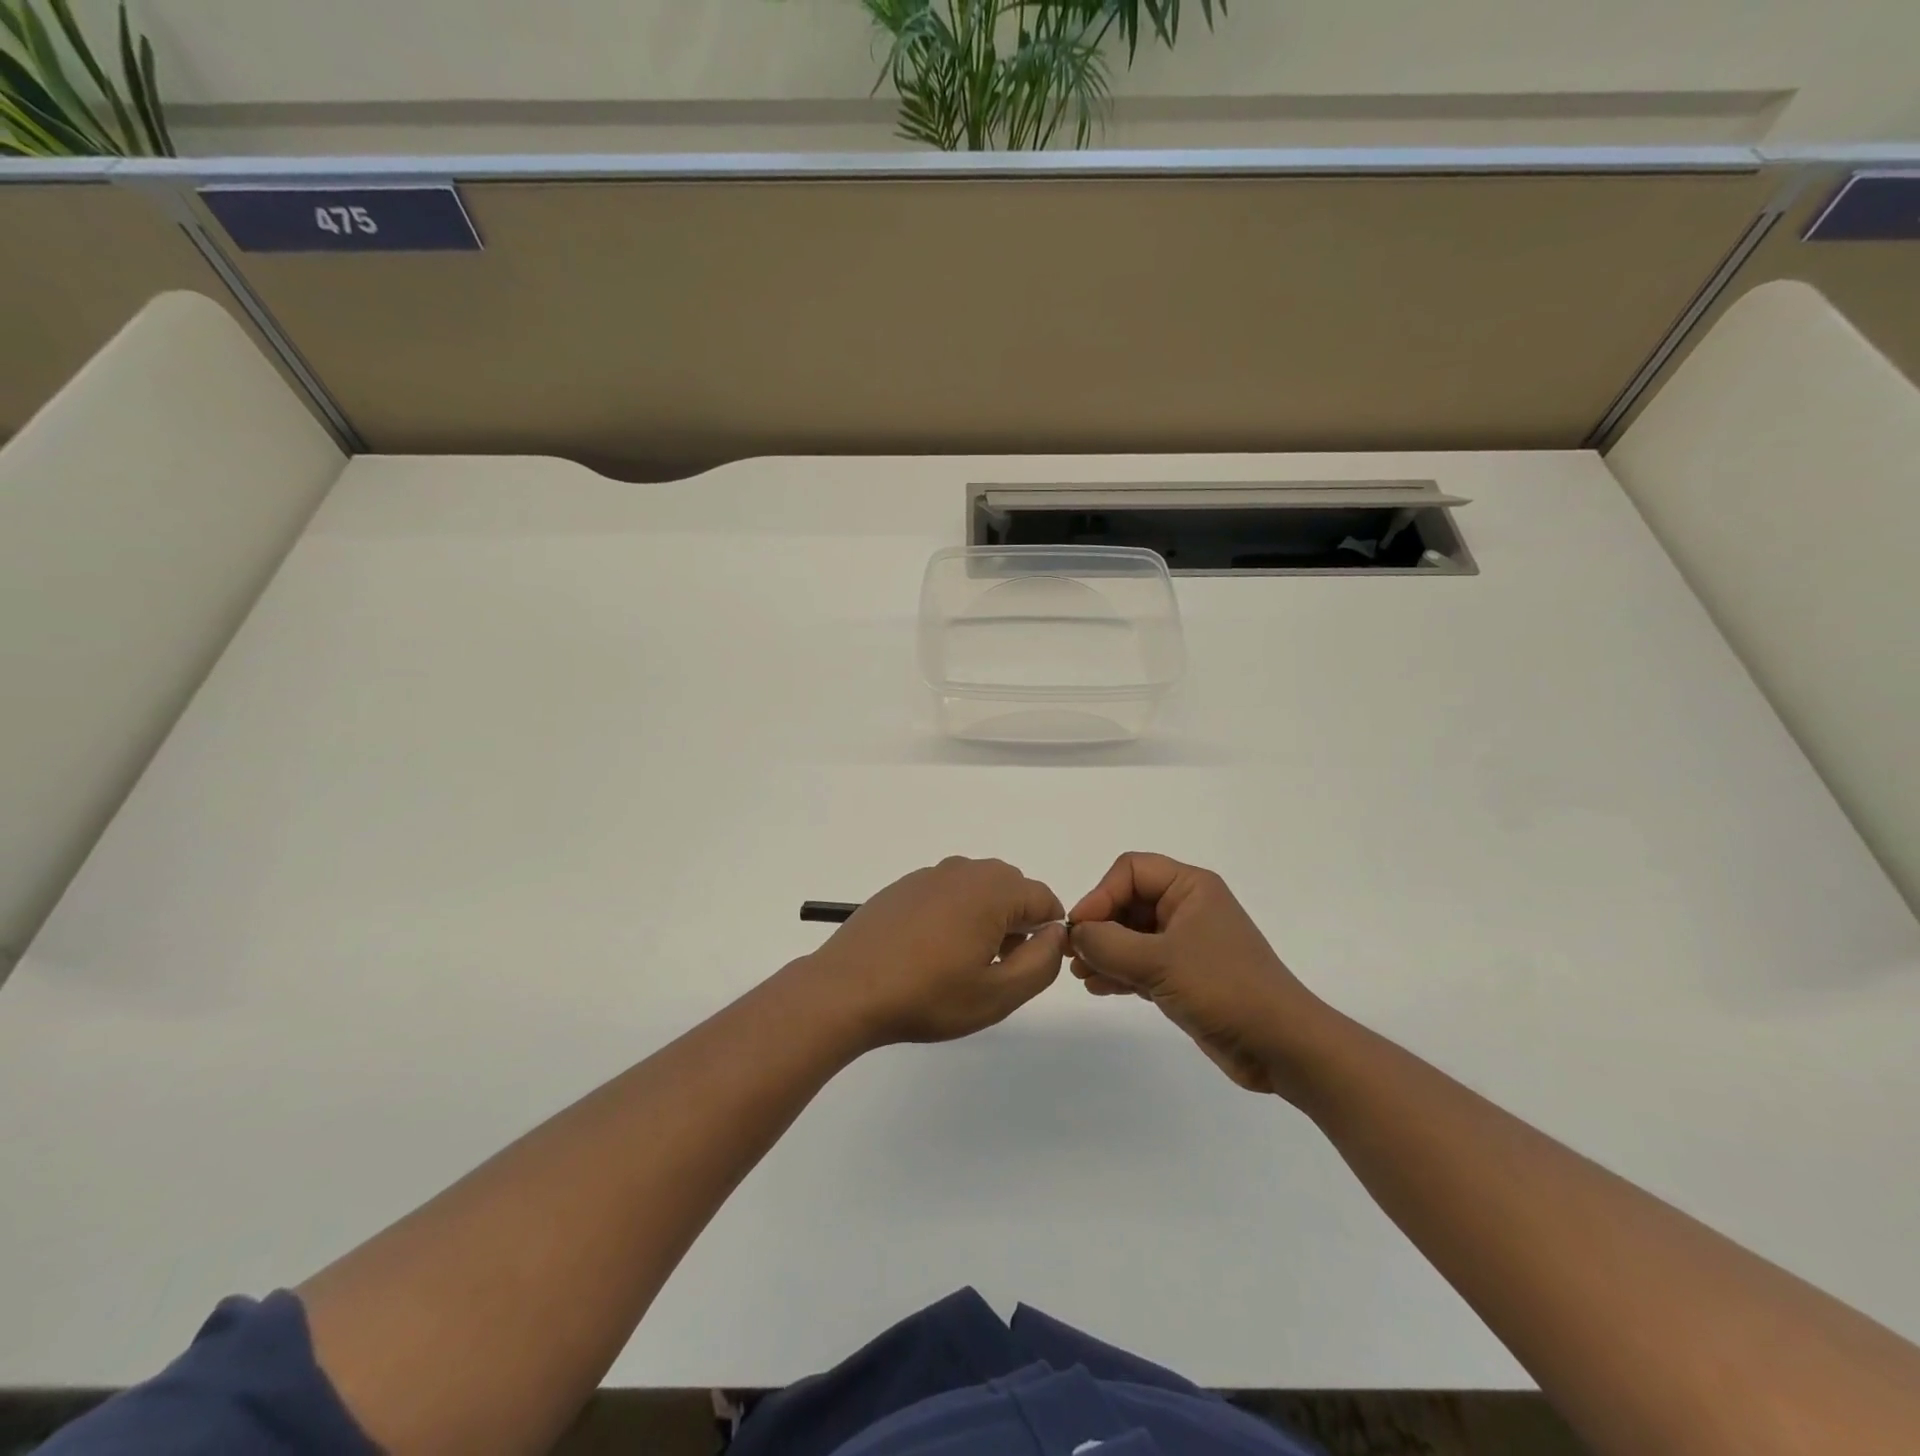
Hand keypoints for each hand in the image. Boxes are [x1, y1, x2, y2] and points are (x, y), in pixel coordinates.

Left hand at [804, 857, 1067, 1048]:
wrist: (846, 989)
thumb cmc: (927, 995)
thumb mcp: (998, 994)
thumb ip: (1042, 961)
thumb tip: (1055, 933)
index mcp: (992, 890)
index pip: (1044, 899)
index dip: (1048, 934)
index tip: (1028, 968)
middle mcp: (963, 870)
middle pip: (1011, 889)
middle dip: (1016, 923)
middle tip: (996, 968)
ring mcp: (929, 875)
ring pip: (977, 889)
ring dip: (985, 918)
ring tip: (963, 963)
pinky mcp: (903, 887)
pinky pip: (946, 893)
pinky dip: (953, 914)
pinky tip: (931, 952)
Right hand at [1069, 853, 1324, 1095]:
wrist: (1282, 1046)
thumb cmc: (1224, 988)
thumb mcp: (1159, 962)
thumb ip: (1108, 944)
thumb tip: (1075, 934)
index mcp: (1190, 887)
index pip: (1131, 871)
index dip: (1101, 894)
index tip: (1080, 929)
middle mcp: (1187, 907)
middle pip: (1128, 901)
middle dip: (1099, 925)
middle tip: (1072, 954)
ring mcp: (1186, 942)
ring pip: (1131, 934)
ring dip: (1104, 951)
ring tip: (1080, 974)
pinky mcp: (1185, 975)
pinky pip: (1141, 962)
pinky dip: (1119, 971)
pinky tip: (1097, 987)